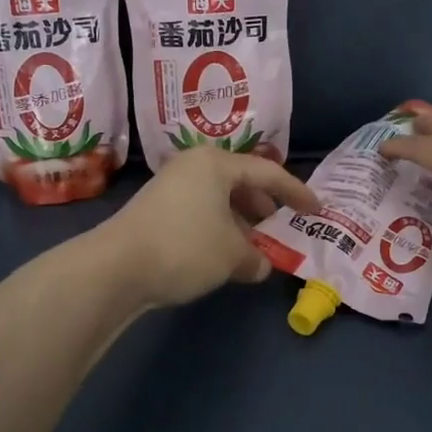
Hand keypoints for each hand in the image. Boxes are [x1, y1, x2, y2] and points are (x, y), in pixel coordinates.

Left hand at [96, 147, 319, 307]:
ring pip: (219, 201)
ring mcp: (170, 187)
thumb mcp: (232, 255)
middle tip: (281, 230)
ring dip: (241, 224)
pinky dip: (218, 230)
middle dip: (264, 209)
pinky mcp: (155, 210)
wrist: (116, 267)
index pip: (268, 173)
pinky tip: (223, 256)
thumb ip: (256, 258)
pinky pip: (200, 213)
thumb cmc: (186, 247)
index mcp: (216, 164)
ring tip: (255, 250)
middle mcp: (193, 167)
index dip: (296, 192)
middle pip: (241, 183)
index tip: (316, 209)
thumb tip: (261, 266)